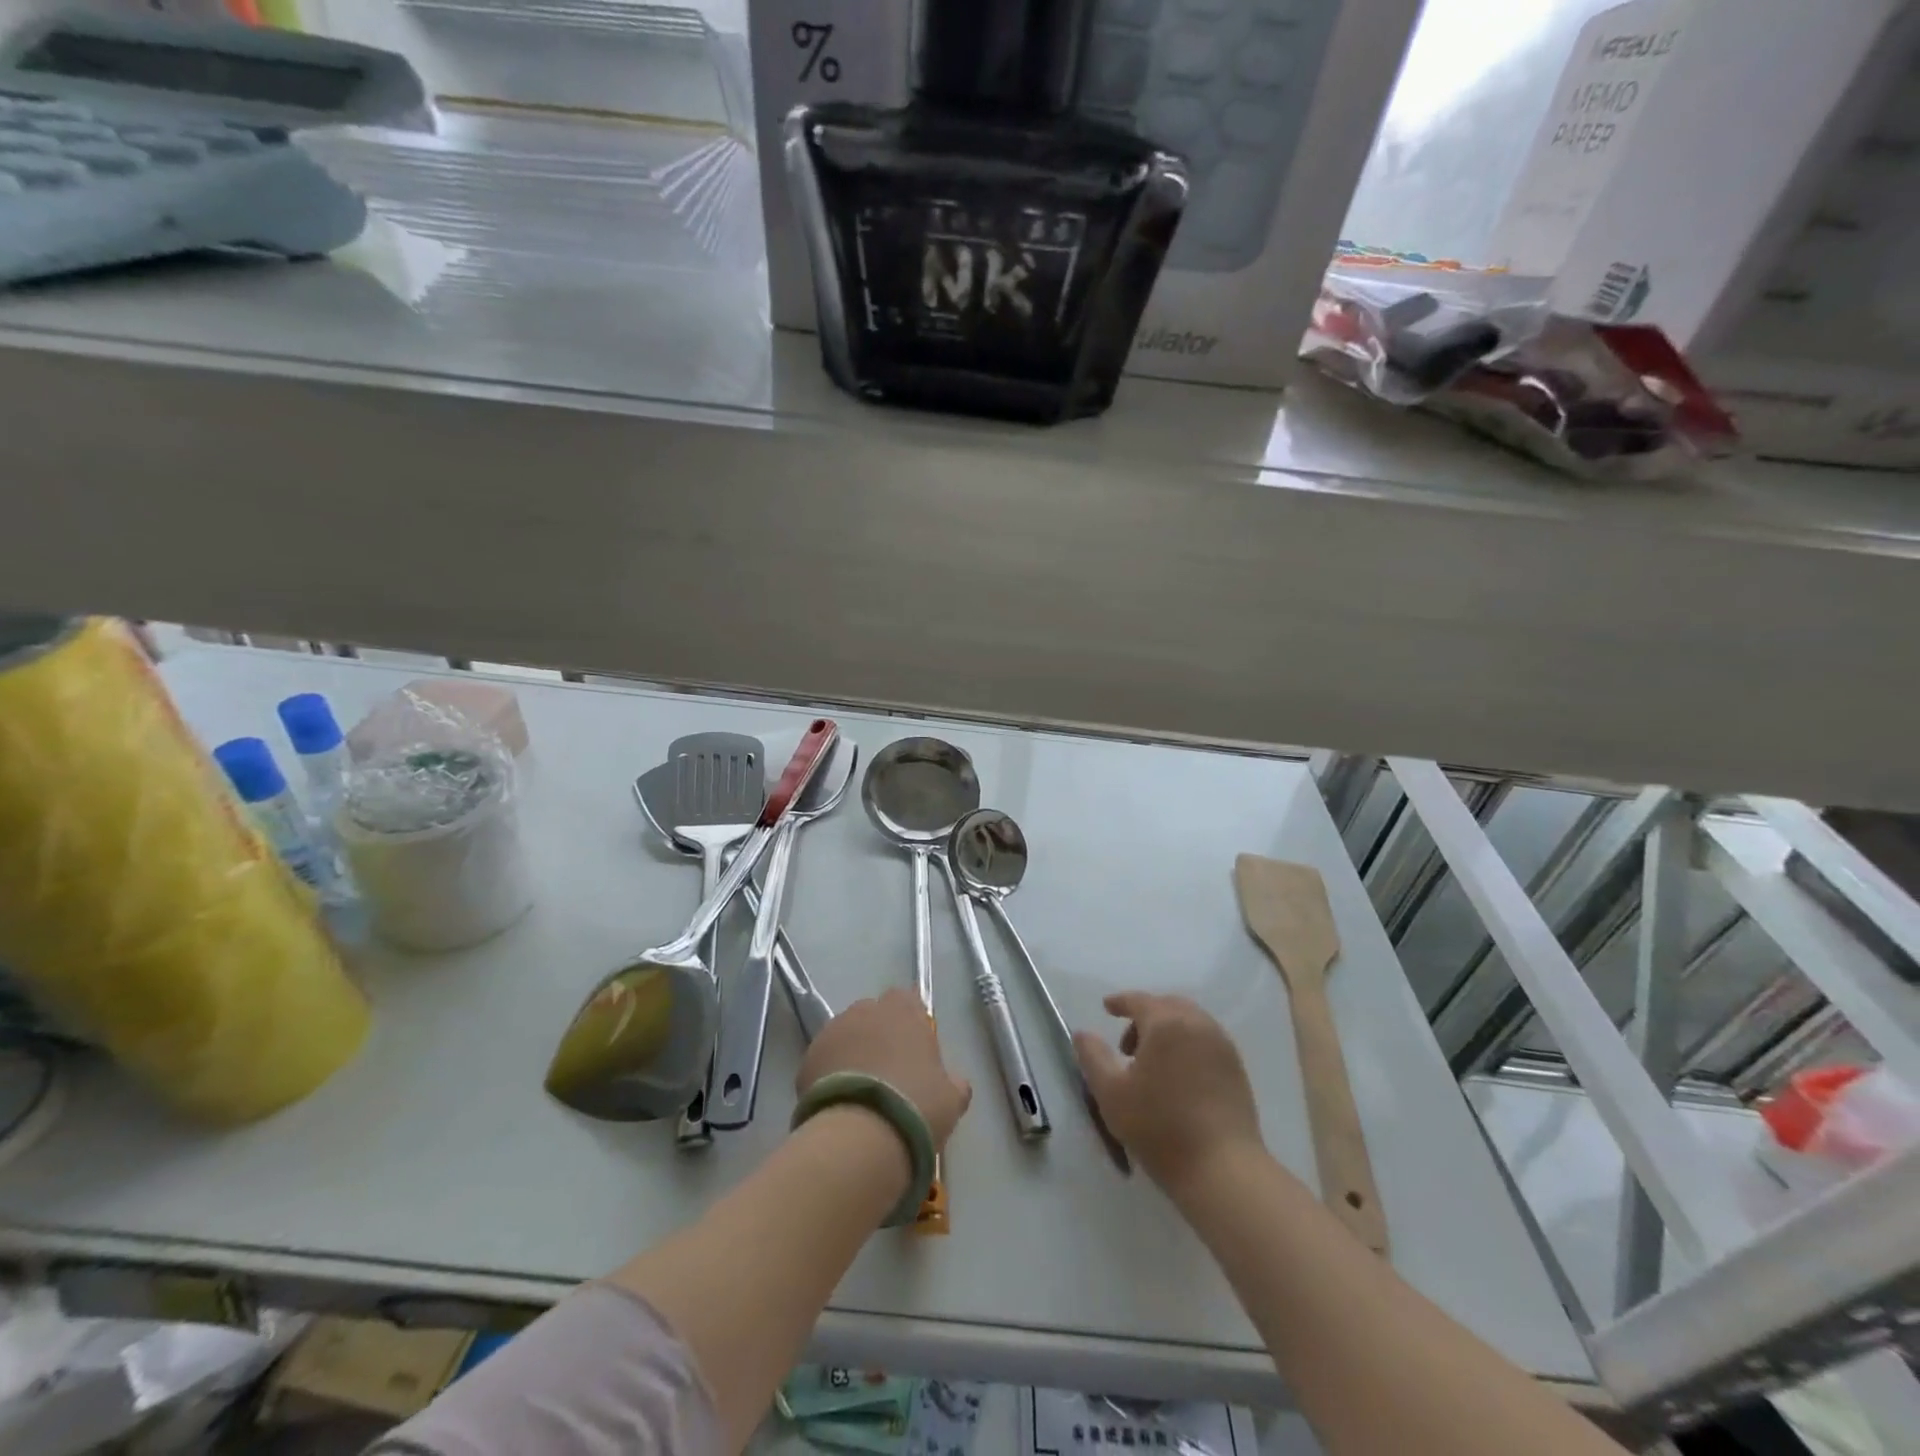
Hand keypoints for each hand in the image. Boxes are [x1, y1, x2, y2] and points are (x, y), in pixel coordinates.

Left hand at [798, 989, 971, 1150]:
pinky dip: (830, 1073)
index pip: (908, 1000)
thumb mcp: (951, 1098)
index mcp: (904, 1010)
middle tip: (889, 1073)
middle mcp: (866, 1010)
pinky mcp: (807, 1057)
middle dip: (880, 1035)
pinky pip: (824, 1059)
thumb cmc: (916, 1106)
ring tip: (861, 1091)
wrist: (860, 1135)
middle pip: (874, 1015)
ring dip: (853, 1052)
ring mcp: (832, 1031)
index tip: (916, 1050)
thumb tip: (954, 1082)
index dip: (911, 1022)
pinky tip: (840, 1103)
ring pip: (846, 1035)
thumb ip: (953, 1082)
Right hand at [1075, 993, 1263, 1196]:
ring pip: (1189, 1022)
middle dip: (1144, 1016)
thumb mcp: (1111, 1093)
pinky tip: (1178, 1077)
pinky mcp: (1237, 1069)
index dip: (1120, 1002)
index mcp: (1166, 1023)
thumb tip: (1083, 1033)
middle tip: (1126, 1047)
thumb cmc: (1160, 1127)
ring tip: (1152, 1065)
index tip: (1106, 1008)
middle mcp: (1198, 1024)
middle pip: (1167, 1006)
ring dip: (1167, 1031)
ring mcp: (1222, 1046)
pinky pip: (1206, 1040)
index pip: (1139, 1000)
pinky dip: (1187, 1044)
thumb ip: (1093, 1056)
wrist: (1222, 1170)